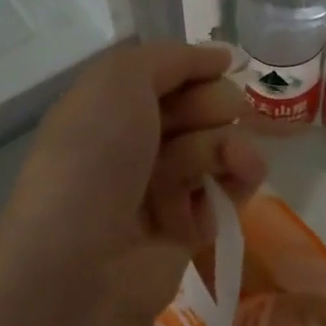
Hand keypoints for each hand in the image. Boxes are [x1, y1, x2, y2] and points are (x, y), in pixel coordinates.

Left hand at [0, 42, 267, 325]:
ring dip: (232, 143)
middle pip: (197, 108)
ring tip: (234, 159)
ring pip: (217, 146)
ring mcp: (160, 189)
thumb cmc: (93, 162)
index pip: (167, 75)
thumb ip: (168, 58)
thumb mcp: (117, 83)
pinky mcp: (188, 229)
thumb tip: (218, 55)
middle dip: (215, 105)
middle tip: (215, 116)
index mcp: (107, 110)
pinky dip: (240, 179)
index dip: (197, 67)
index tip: (223, 64)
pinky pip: (228, 189)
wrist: (83, 270)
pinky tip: (242, 179)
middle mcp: (133, 146)